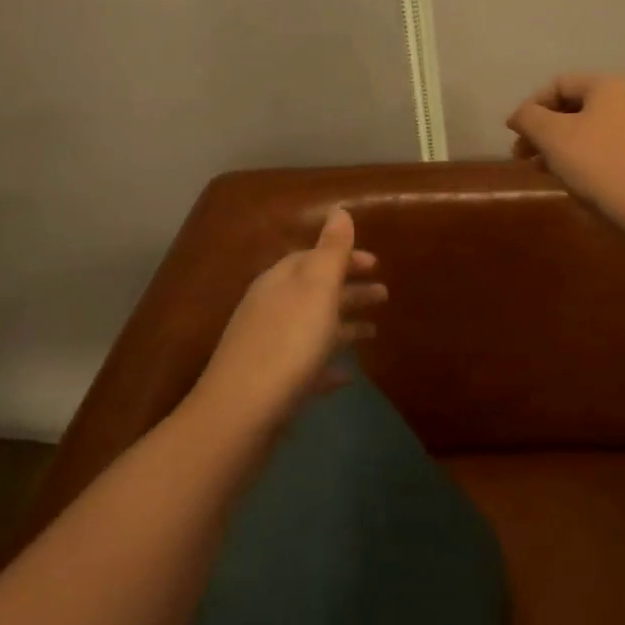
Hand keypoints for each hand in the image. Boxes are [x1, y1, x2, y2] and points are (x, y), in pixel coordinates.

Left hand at [194, 207, 384, 429]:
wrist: (241, 414)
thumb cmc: (288, 343)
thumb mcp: (316, 289)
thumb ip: (331, 250)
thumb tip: (339, 210)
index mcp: (280, 282)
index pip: (314, 258)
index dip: (346, 258)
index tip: (377, 264)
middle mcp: (271, 309)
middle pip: (315, 292)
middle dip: (349, 290)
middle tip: (384, 295)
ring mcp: (269, 348)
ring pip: (313, 328)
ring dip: (343, 325)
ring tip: (374, 332)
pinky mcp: (272, 384)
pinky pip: (306, 366)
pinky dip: (328, 365)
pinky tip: (346, 376)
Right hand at [506, 73, 624, 236]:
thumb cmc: (598, 164)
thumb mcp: (552, 137)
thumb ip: (529, 118)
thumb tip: (519, 116)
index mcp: (610, 86)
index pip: (559, 85)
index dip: (531, 108)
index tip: (514, 135)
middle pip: (576, 108)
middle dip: (544, 131)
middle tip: (522, 156)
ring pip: (591, 130)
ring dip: (561, 146)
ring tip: (541, 170)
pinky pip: (609, 148)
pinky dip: (585, 157)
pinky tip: (571, 179)